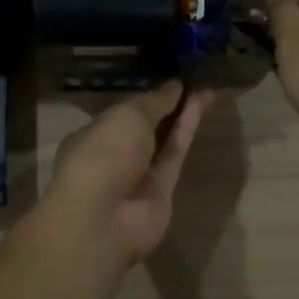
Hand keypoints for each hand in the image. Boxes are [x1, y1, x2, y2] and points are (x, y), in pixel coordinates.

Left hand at [43, 81, 217, 267]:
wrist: (104, 217)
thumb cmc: (104, 154)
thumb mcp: (127, 116)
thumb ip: (154, 101)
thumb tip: (174, 86)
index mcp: (93, 135)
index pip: (122, 113)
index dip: (147, 97)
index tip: (171, 80)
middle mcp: (114, 155)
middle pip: (145, 126)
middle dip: (167, 105)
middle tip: (194, 81)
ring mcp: (139, 174)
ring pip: (164, 139)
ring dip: (183, 114)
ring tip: (205, 87)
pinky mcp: (163, 189)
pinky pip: (176, 153)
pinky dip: (188, 129)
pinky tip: (202, 103)